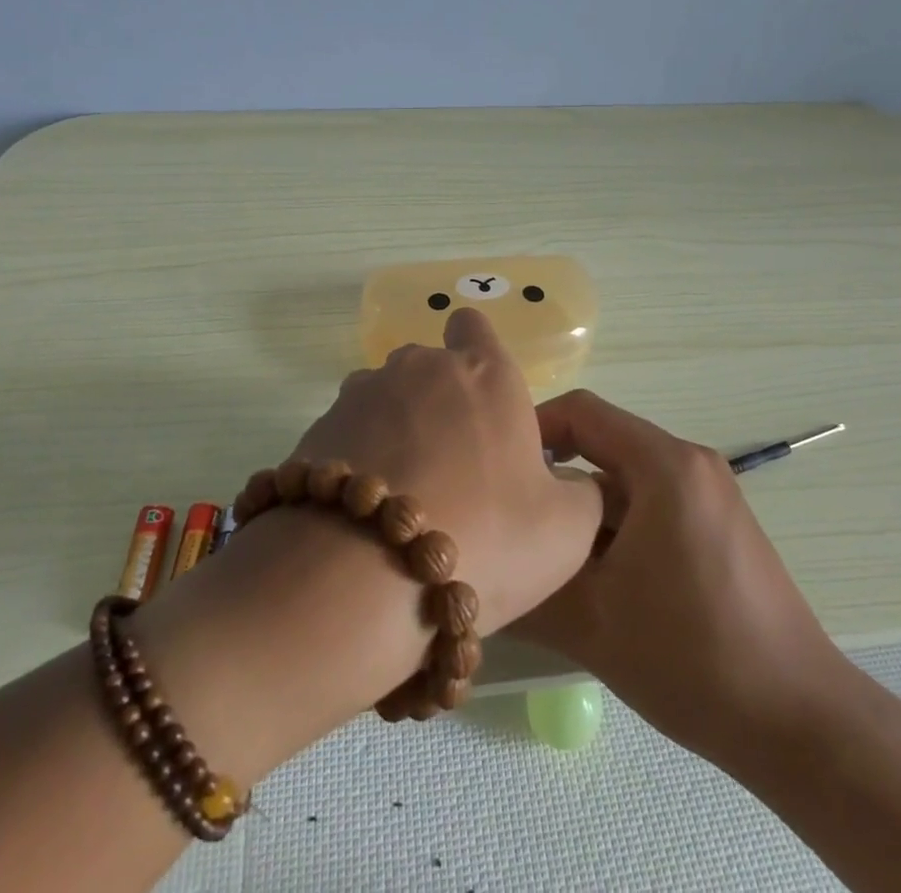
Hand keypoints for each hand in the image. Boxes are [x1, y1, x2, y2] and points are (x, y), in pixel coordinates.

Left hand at [285, 308, 603, 636]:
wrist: (362, 576)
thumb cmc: (484, 537)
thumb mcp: (567, 532)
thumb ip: (581, 494)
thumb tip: (569, 483)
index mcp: (485, 372)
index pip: (474, 325)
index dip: (477, 352)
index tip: (483, 400)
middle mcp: (422, 367)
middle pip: (429, 365)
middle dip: (438, 401)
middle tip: (451, 469)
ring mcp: (363, 393)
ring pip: (384, 398)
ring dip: (394, 430)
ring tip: (403, 497)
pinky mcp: (319, 428)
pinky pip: (346, 434)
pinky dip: (357, 461)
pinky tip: (361, 515)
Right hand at [514, 391, 850, 762]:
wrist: (799, 722)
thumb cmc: (692, 658)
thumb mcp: (593, 623)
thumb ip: (528, 588)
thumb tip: (480, 573)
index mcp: (665, 465)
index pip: (582, 411)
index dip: (532, 429)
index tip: (497, 470)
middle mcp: (691, 463)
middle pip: (604, 445)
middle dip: (556, 481)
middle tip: (515, 522)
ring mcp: (711, 493)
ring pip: (627, 480)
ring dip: (586, 512)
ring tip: (549, 559)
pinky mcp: (720, 524)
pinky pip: (653, 504)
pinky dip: (618, 528)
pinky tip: (600, 580)